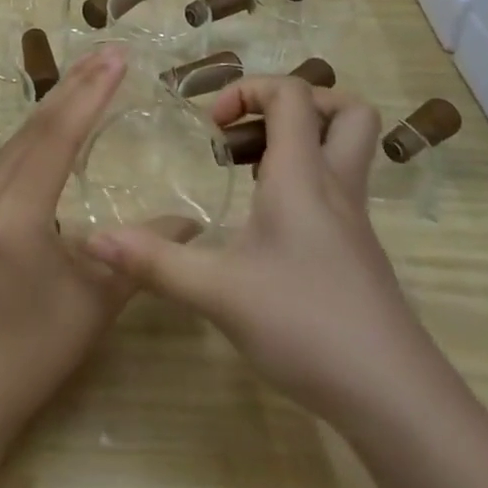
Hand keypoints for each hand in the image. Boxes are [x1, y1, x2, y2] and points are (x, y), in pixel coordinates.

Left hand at [0, 46, 194, 442]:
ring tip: (87, 77)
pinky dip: (34, 138)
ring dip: (52, 109)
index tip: (116, 58)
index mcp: (15, 217)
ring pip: (14, 143)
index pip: (56, 137)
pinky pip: (3, 163)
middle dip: (73, 87)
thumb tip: (190, 222)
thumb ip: (141, 255)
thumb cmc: (30, 356)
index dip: (89, 94)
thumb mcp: (93, 306)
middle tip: (107, 53)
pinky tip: (52, 130)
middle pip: (33, 129)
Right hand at [85, 75, 421, 421]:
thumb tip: (93, 240)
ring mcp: (354, 219)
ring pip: (346, 149)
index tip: (210, 125)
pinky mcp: (359, 251)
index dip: (248, 89)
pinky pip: (337, 187)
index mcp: (302, 175)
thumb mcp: (218, 292)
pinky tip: (267, 223)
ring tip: (248, 170)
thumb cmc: (305, 325)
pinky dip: (304, 181)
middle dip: (297, 103)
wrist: (394, 398)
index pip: (292, 94)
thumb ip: (155, 262)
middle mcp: (335, 185)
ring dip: (301, 140)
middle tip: (249, 130)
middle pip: (345, 110)